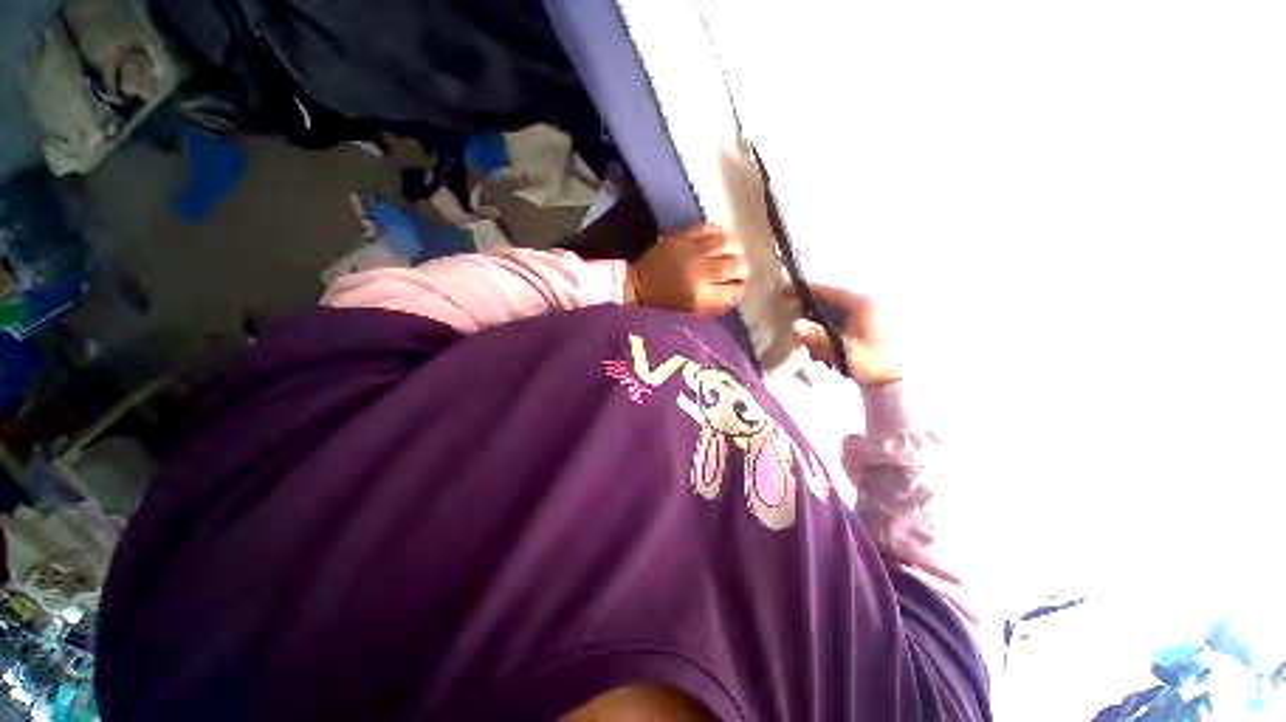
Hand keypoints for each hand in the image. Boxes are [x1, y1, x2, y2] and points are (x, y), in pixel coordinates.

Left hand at [626, 223, 747, 313]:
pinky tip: (719, 239)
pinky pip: (709, 228)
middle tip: (739, 270)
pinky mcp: (681, 237)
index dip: (740, 289)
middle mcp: (699, 272)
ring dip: (734, 248)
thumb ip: (716, 306)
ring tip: (733, 253)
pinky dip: (718, 232)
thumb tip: (736, 292)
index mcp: (700, 297)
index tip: (738, 287)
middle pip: (735, 265)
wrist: (637, 286)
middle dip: (741, 269)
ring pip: (726, 243)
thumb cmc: (664, 306)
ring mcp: (690, 251)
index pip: (735, 291)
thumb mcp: (691, 314)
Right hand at [791, 284, 901, 388]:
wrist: (894, 383)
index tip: (785, 290)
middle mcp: (865, 306)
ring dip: (817, 330)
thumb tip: (795, 325)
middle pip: (828, 303)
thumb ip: (818, 337)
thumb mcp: (842, 351)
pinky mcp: (865, 329)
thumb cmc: (871, 364)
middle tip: (794, 326)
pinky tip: (822, 354)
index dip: (805, 291)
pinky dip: (826, 336)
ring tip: (812, 350)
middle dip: (809, 316)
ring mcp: (866, 317)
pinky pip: (837, 326)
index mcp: (862, 305)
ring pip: (831, 316)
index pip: (828, 291)